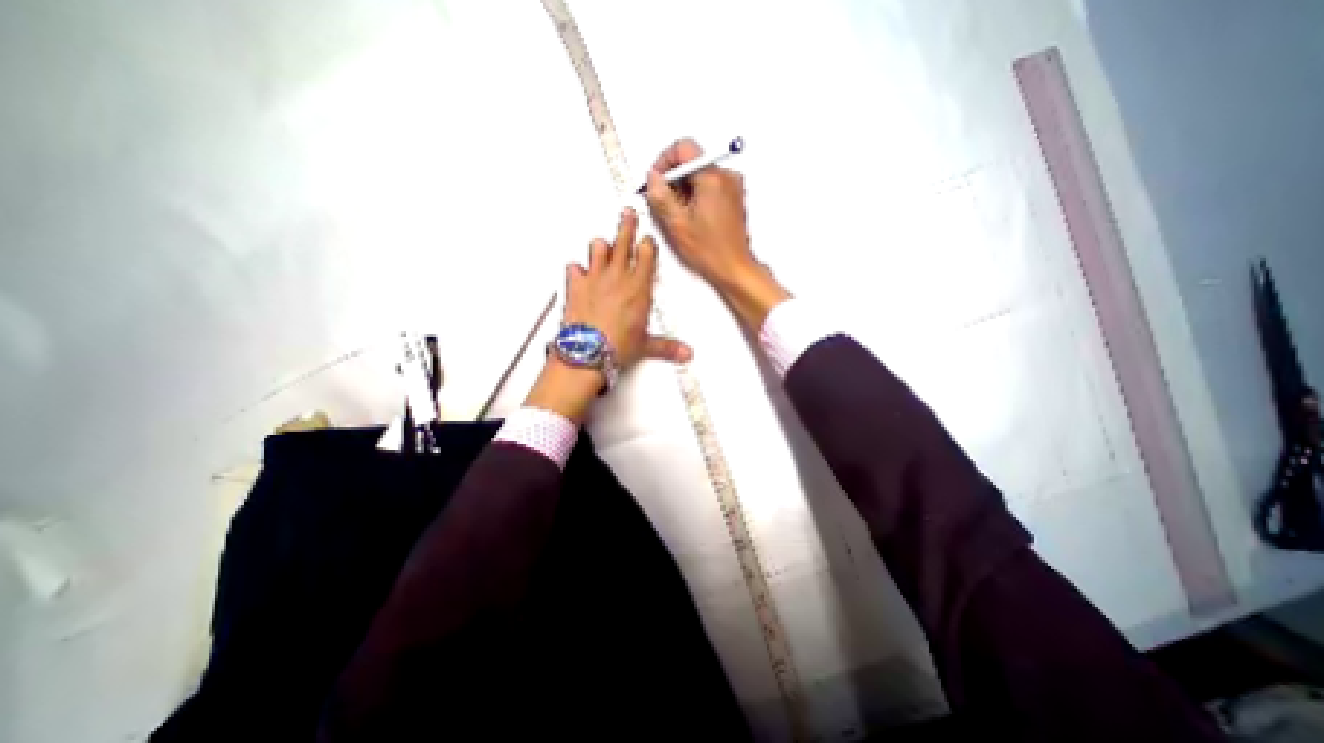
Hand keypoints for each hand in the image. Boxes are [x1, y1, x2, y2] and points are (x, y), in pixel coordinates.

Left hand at [526, 209, 697, 423]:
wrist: (588, 352)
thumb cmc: (617, 346)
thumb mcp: (646, 345)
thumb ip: (667, 346)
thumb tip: (684, 353)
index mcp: (639, 288)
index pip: (647, 254)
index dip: (648, 243)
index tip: (648, 239)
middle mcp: (618, 277)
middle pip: (623, 241)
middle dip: (627, 225)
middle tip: (628, 213)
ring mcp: (595, 278)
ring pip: (598, 248)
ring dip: (601, 246)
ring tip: (603, 244)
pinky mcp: (576, 285)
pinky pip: (574, 268)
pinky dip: (577, 269)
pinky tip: (578, 272)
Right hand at [646, 139, 789, 330]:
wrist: (734, 268)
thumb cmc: (710, 251)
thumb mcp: (677, 224)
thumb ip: (660, 196)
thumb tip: (652, 178)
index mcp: (712, 178)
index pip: (684, 148)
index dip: (664, 161)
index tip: (656, 180)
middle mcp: (726, 177)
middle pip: (692, 162)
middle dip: (674, 180)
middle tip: (665, 204)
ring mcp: (732, 187)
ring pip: (700, 176)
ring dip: (684, 191)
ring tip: (679, 217)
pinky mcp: (734, 198)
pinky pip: (710, 187)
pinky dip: (696, 197)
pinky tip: (691, 219)